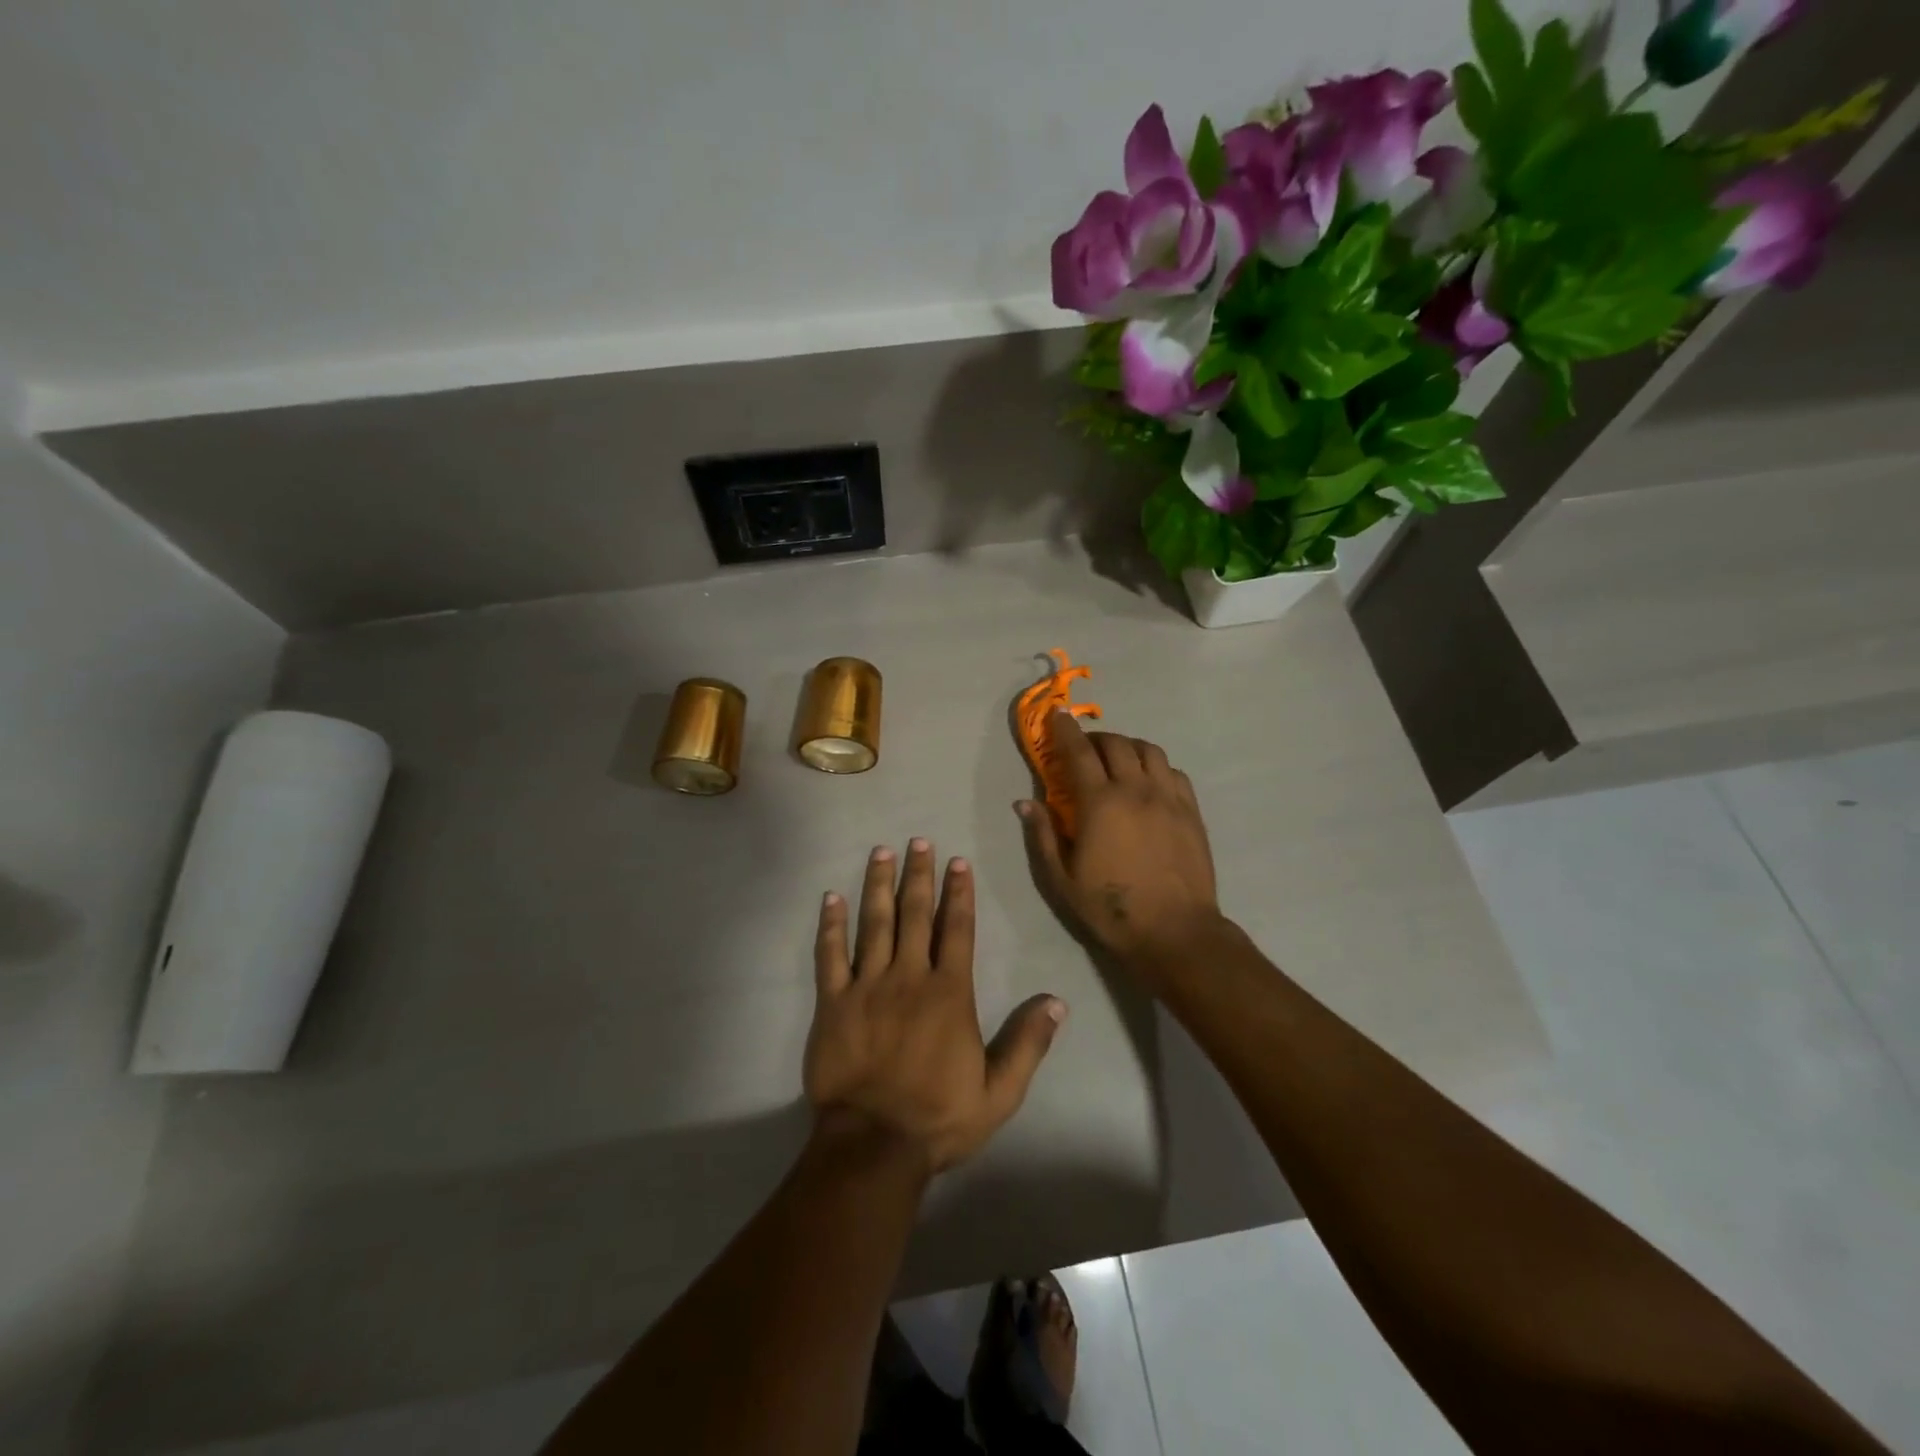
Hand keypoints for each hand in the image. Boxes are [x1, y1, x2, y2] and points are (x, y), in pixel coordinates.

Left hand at [805, 840, 1065, 1173]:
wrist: (873, 1146)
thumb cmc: (938, 1118)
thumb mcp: (999, 1092)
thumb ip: (1028, 1043)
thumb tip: (1057, 1001)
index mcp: (949, 993)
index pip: (957, 930)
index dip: (959, 893)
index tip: (957, 861)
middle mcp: (909, 977)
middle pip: (915, 914)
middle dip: (919, 875)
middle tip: (918, 840)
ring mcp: (867, 986)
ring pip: (874, 923)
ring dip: (878, 885)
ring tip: (881, 853)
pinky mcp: (834, 1003)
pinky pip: (830, 955)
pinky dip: (830, 925)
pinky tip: (831, 898)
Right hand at [1018, 712, 1222, 983]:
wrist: (1175, 931)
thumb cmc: (1111, 908)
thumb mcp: (1062, 879)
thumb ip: (1043, 835)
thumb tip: (1025, 802)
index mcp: (1100, 804)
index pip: (1079, 752)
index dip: (1065, 730)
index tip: (1057, 714)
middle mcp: (1135, 790)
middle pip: (1116, 744)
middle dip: (1096, 738)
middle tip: (1084, 749)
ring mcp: (1168, 798)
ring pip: (1149, 751)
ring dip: (1128, 747)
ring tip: (1117, 760)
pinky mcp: (1191, 811)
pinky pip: (1173, 771)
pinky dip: (1155, 766)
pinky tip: (1148, 781)